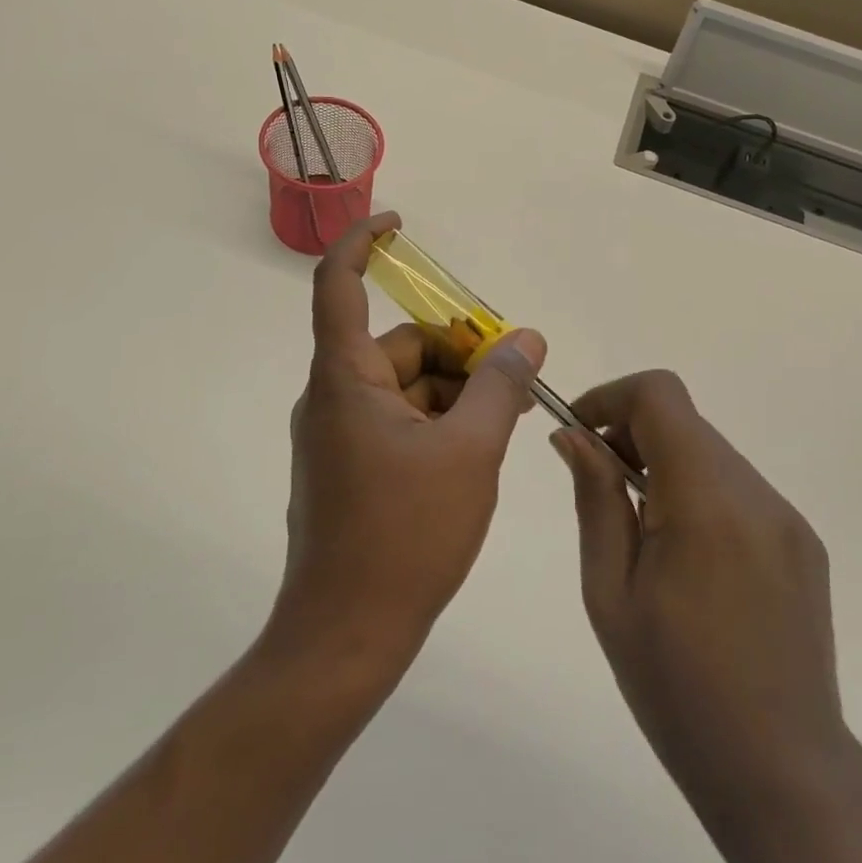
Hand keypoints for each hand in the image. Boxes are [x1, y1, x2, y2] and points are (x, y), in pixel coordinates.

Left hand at [273, 212, 546, 681]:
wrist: (346, 637)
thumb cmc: (405, 536)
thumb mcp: (470, 453)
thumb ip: (500, 387)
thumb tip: (527, 339)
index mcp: (345, 378)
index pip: (337, 284)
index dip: (363, 242)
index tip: (400, 225)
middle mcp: (334, 395)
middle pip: (401, 346)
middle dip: (460, 351)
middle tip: (517, 377)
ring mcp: (338, 434)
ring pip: (406, 385)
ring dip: (456, 391)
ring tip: (509, 419)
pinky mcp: (349, 466)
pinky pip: (398, 419)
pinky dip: (439, 420)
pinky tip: (479, 447)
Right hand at [553, 375, 861, 862]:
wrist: (782, 774)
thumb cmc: (676, 687)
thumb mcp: (610, 592)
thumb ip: (596, 498)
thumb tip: (573, 436)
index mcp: (706, 501)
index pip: (660, 396)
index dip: (611, 397)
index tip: (578, 434)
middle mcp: (755, 493)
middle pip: (684, 421)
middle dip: (631, 433)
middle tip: (597, 486)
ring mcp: (786, 517)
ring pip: (710, 452)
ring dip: (664, 464)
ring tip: (638, 529)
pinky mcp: (801, 542)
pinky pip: (738, 488)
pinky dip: (698, 492)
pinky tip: (684, 556)